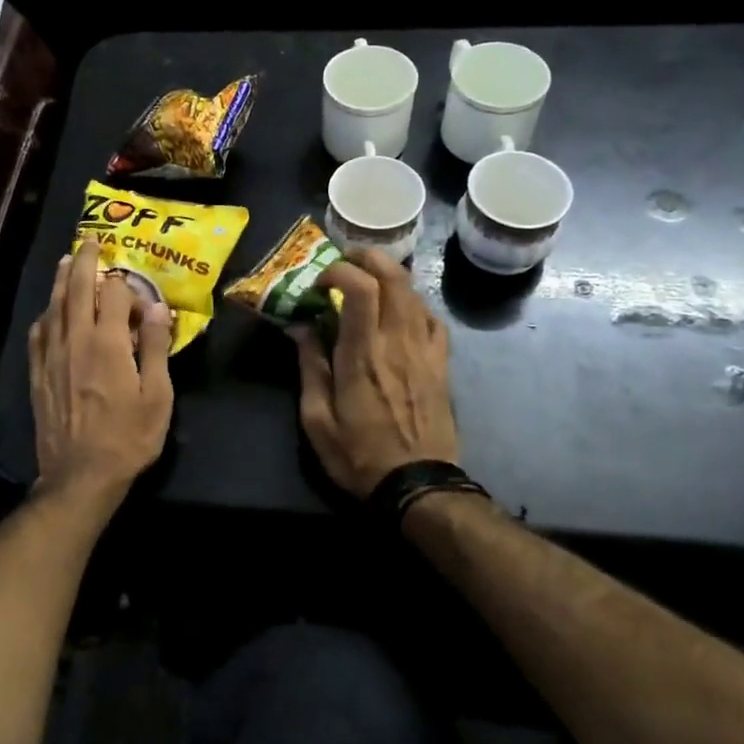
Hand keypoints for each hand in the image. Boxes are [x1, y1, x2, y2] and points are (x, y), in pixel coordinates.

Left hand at [29, 238, 175, 510]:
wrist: (80, 476)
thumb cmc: (128, 438)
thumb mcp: (157, 396)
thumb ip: (156, 347)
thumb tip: (157, 307)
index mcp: (108, 343)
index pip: (113, 294)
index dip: (127, 288)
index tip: (139, 300)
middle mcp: (75, 340)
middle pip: (76, 289)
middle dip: (83, 261)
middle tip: (89, 242)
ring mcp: (52, 356)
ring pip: (53, 306)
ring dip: (60, 280)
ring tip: (66, 262)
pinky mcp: (38, 374)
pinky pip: (38, 333)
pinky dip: (45, 315)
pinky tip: (49, 312)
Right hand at [294, 249, 458, 497]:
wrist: (419, 486)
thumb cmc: (359, 455)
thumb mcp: (316, 419)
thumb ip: (310, 366)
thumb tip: (301, 326)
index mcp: (362, 354)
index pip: (360, 287)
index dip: (338, 270)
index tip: (318, 283)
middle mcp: (397, 342)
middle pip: (393, 276)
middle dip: (367, 257)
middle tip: (344, 262)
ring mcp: (425, 351)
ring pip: (414, 292)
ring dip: (388, 276)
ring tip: (366, 282)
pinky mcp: (441, 364)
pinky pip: (432, 318)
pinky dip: (413, 303)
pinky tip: (398, 313)